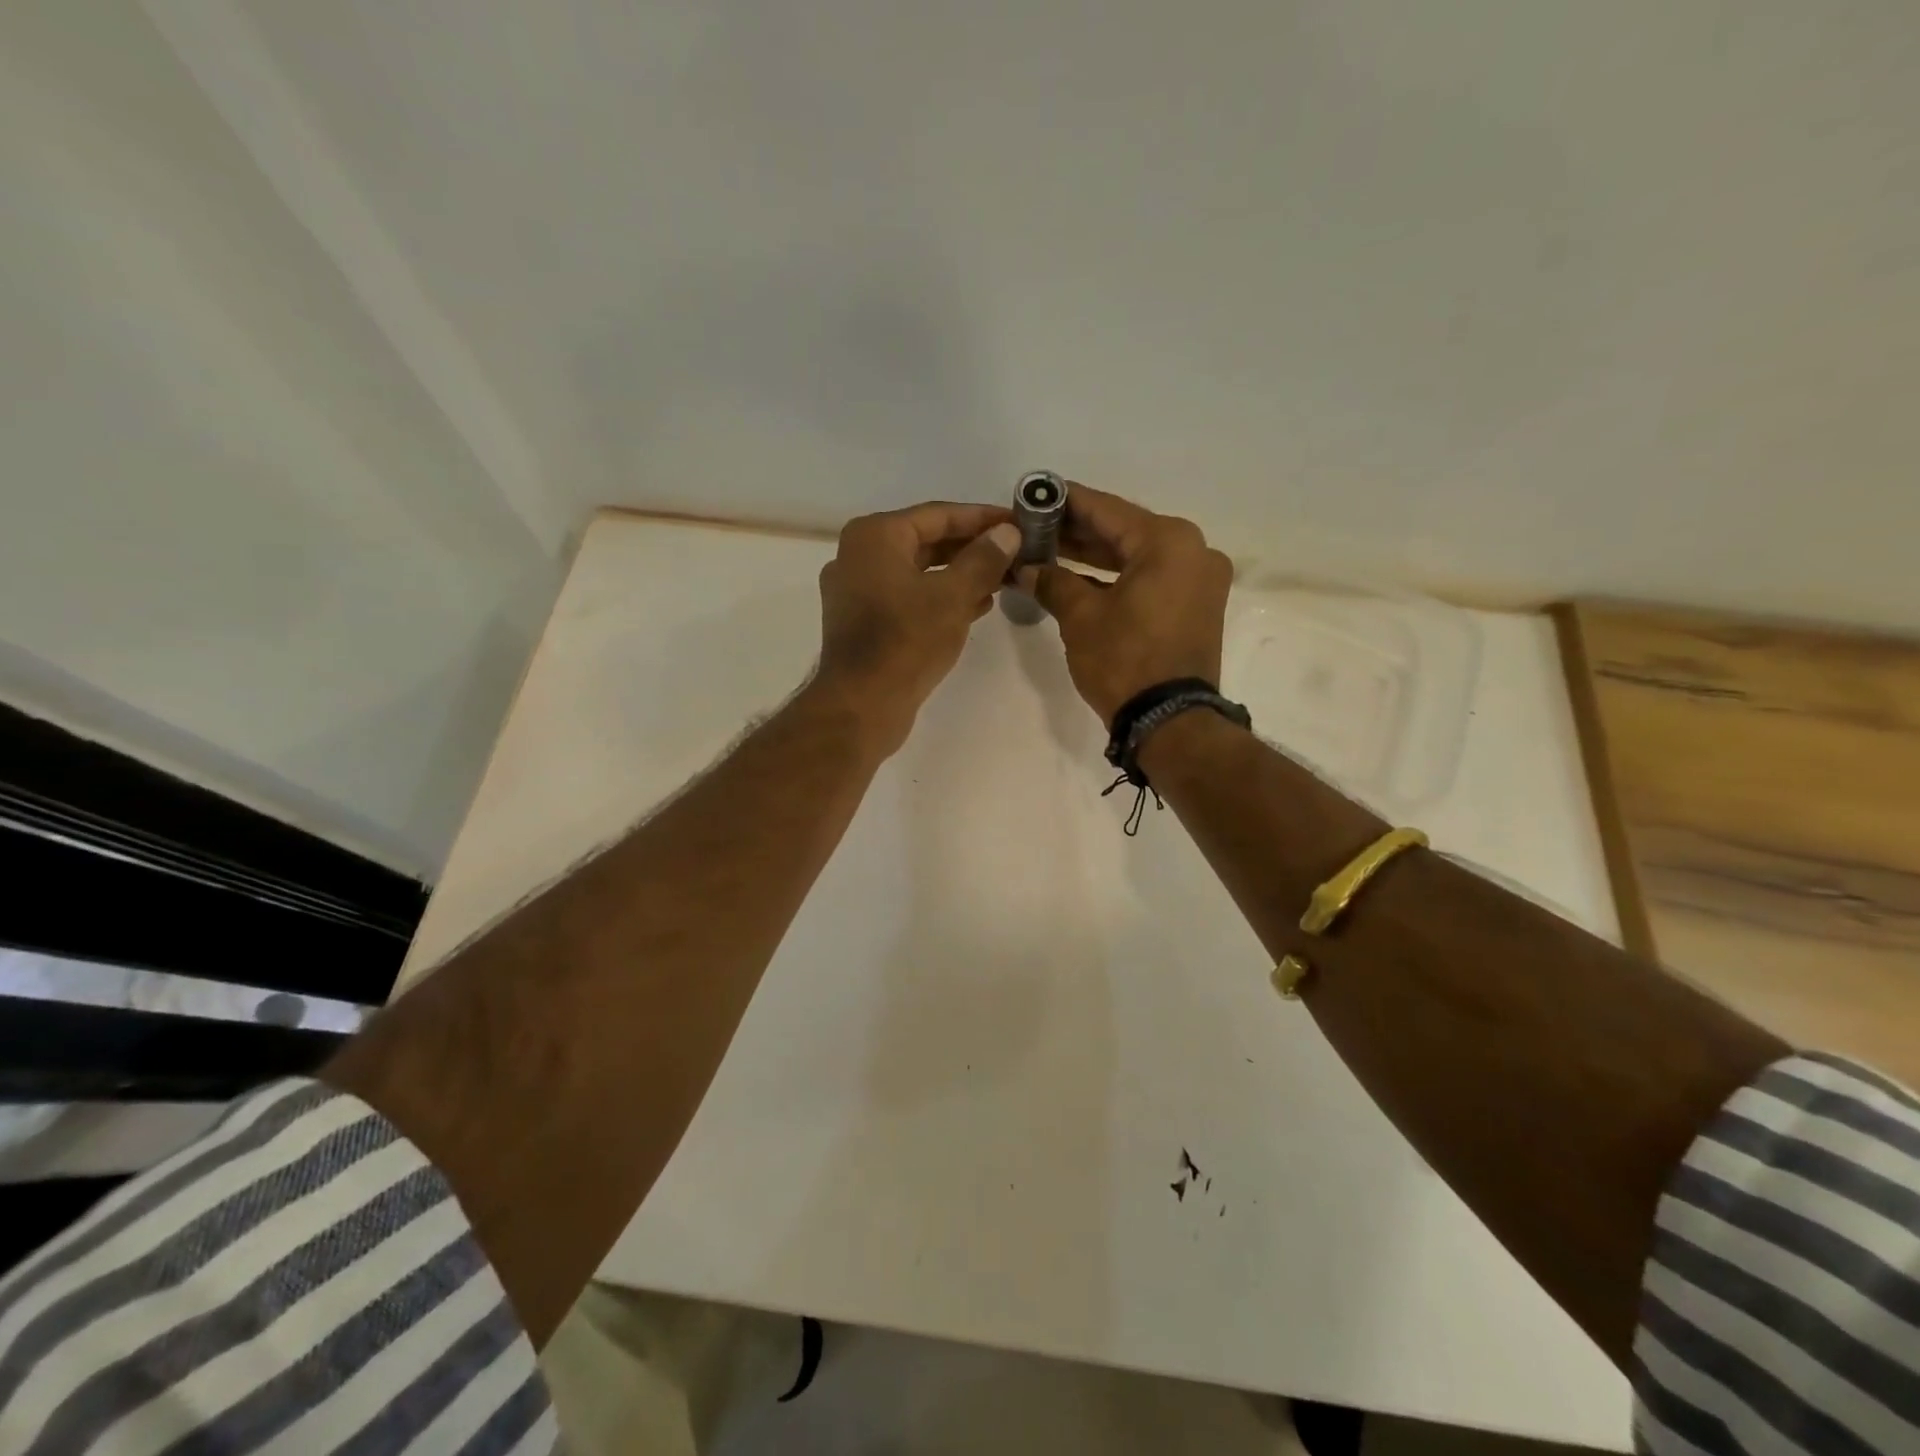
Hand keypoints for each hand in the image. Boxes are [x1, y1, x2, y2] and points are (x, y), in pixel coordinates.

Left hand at [815, 502, 1020, 754]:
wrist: (862, 705)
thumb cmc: (906, 642)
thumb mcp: (953, 596)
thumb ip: (983, 559)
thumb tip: (1008, 533)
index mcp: (874, 536)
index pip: (938, 514)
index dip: (982, 517)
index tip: (1019, 521)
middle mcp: (859, 556)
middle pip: (927, 541)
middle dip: (973, 547)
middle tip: (1016, 551)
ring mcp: (858, 591)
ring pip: (920, 571)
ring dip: (961, 574)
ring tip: (1004, 579)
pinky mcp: (865, 622)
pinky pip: (910, 597)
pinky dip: (941, 598)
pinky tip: (978, 606)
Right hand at [1016, 483, 1233, 723]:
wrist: (1170, 721)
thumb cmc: (1124, 660)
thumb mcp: (1080, 617)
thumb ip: (1053, 581)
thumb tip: (1028, 568)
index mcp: (1169, 541)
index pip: (1107, 510)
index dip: (1066, 502)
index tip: (1036, 493)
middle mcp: (1193, 551)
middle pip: (1124, 531)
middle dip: (1077, 532)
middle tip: (1035, 526)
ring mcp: (1199, 580)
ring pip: (1136, 557)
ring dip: (1094, 557)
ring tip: (1049, 550)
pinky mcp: (1195, 606)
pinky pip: (1150, 579)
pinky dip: (1117, 579)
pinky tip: (1078, 578)